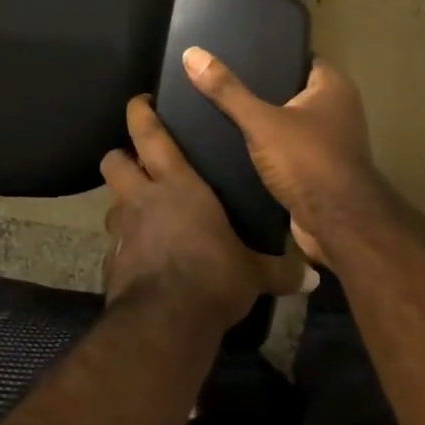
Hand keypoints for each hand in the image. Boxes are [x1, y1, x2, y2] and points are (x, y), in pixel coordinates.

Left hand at [101, 96, 308, 331]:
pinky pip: (114, 246)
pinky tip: (141, 260)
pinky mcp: (111, 264)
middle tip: (138, 163)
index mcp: (177, 185)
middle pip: (115, 162)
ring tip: (141, 214)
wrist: (165, 323)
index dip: (141, 113)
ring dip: (123, 204)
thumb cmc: (213, 277)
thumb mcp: (252, 273)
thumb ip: (279, 270)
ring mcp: (123, 231)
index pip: (150, 135)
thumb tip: (313, 277)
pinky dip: (124, 247)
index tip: (140, 102)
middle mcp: (143, 199)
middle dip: (121, 157)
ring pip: (111, 203)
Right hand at [180, 49, 385, 264]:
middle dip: (261, 89)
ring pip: (290, 122)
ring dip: (264, 122)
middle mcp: (338, 110)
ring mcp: (332, 142)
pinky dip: (268, 148)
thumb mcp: (261, 122)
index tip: (238, 53)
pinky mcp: (320, 170)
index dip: (272, 54)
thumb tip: (192, 53)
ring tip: (222, 111)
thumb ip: (228, 90)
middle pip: (292, 90)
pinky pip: (289, 149)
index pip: (300, 58)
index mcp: (334, 87)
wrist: (336, 226)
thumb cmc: (307, 161)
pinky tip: (236, 146)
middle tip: (222, 82)